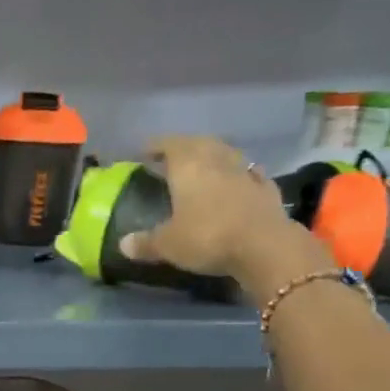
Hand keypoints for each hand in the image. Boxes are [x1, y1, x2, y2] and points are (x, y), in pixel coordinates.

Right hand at [117, 136, 336, 305]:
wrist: (264, 246)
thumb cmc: (207, 237)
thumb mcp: (168, 245)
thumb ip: (146, 242)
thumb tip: (123, 244)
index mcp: (188, 166)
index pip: (170, 145)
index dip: (156, 146)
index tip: (145, 151)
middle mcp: (217, 161)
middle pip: (200, 144)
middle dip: (186, 146)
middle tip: (173, 156)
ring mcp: (245, 173)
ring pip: (227, 154)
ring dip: (215, 155)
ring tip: (205, 164)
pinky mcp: (267, 189)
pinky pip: (251, 174)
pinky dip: (242, 174)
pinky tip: (241, 179)